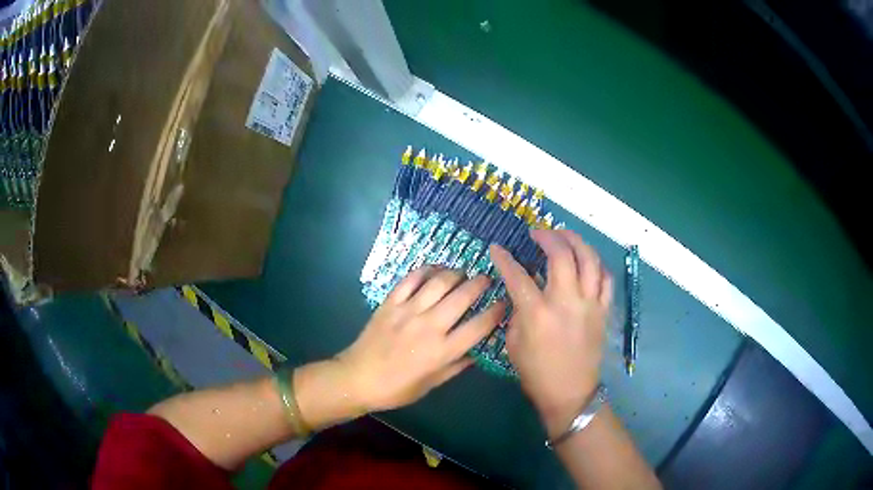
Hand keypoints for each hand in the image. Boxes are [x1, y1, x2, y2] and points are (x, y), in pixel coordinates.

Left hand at [336, 266, 505, 411]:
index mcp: (442, 351)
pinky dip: (426, 270)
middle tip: (487, 279)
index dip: (497, 311)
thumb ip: (457, 366)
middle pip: (463, 296)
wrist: (358, 378)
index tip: (504, 303)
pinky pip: (411, 279)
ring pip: (439, 282)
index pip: (479, 325)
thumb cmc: (397, 388)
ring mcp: (408, 311)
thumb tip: (478, 352)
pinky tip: (435, 269)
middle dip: (481, 284)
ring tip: (463, 273)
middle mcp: (429, 326)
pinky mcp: (390, 302)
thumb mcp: (432, 384)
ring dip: (456, 273)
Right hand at [491, 230, 611, 435]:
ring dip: (576, 241)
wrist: (570, 393)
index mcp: (537, 314)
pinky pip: (605, 279)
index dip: (504, 258)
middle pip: (561, 256)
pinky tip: (587, 259)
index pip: (517, 276)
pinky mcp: (603, 311)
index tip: (496, 248)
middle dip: (547, 237)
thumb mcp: (513, 344)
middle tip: (537, 233)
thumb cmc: (537, 372)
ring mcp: (589, 305)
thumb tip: (521, 293)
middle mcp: (566, 302)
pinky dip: (596, 264)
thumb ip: (516, 312)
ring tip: (563, 236)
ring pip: (589, 260)